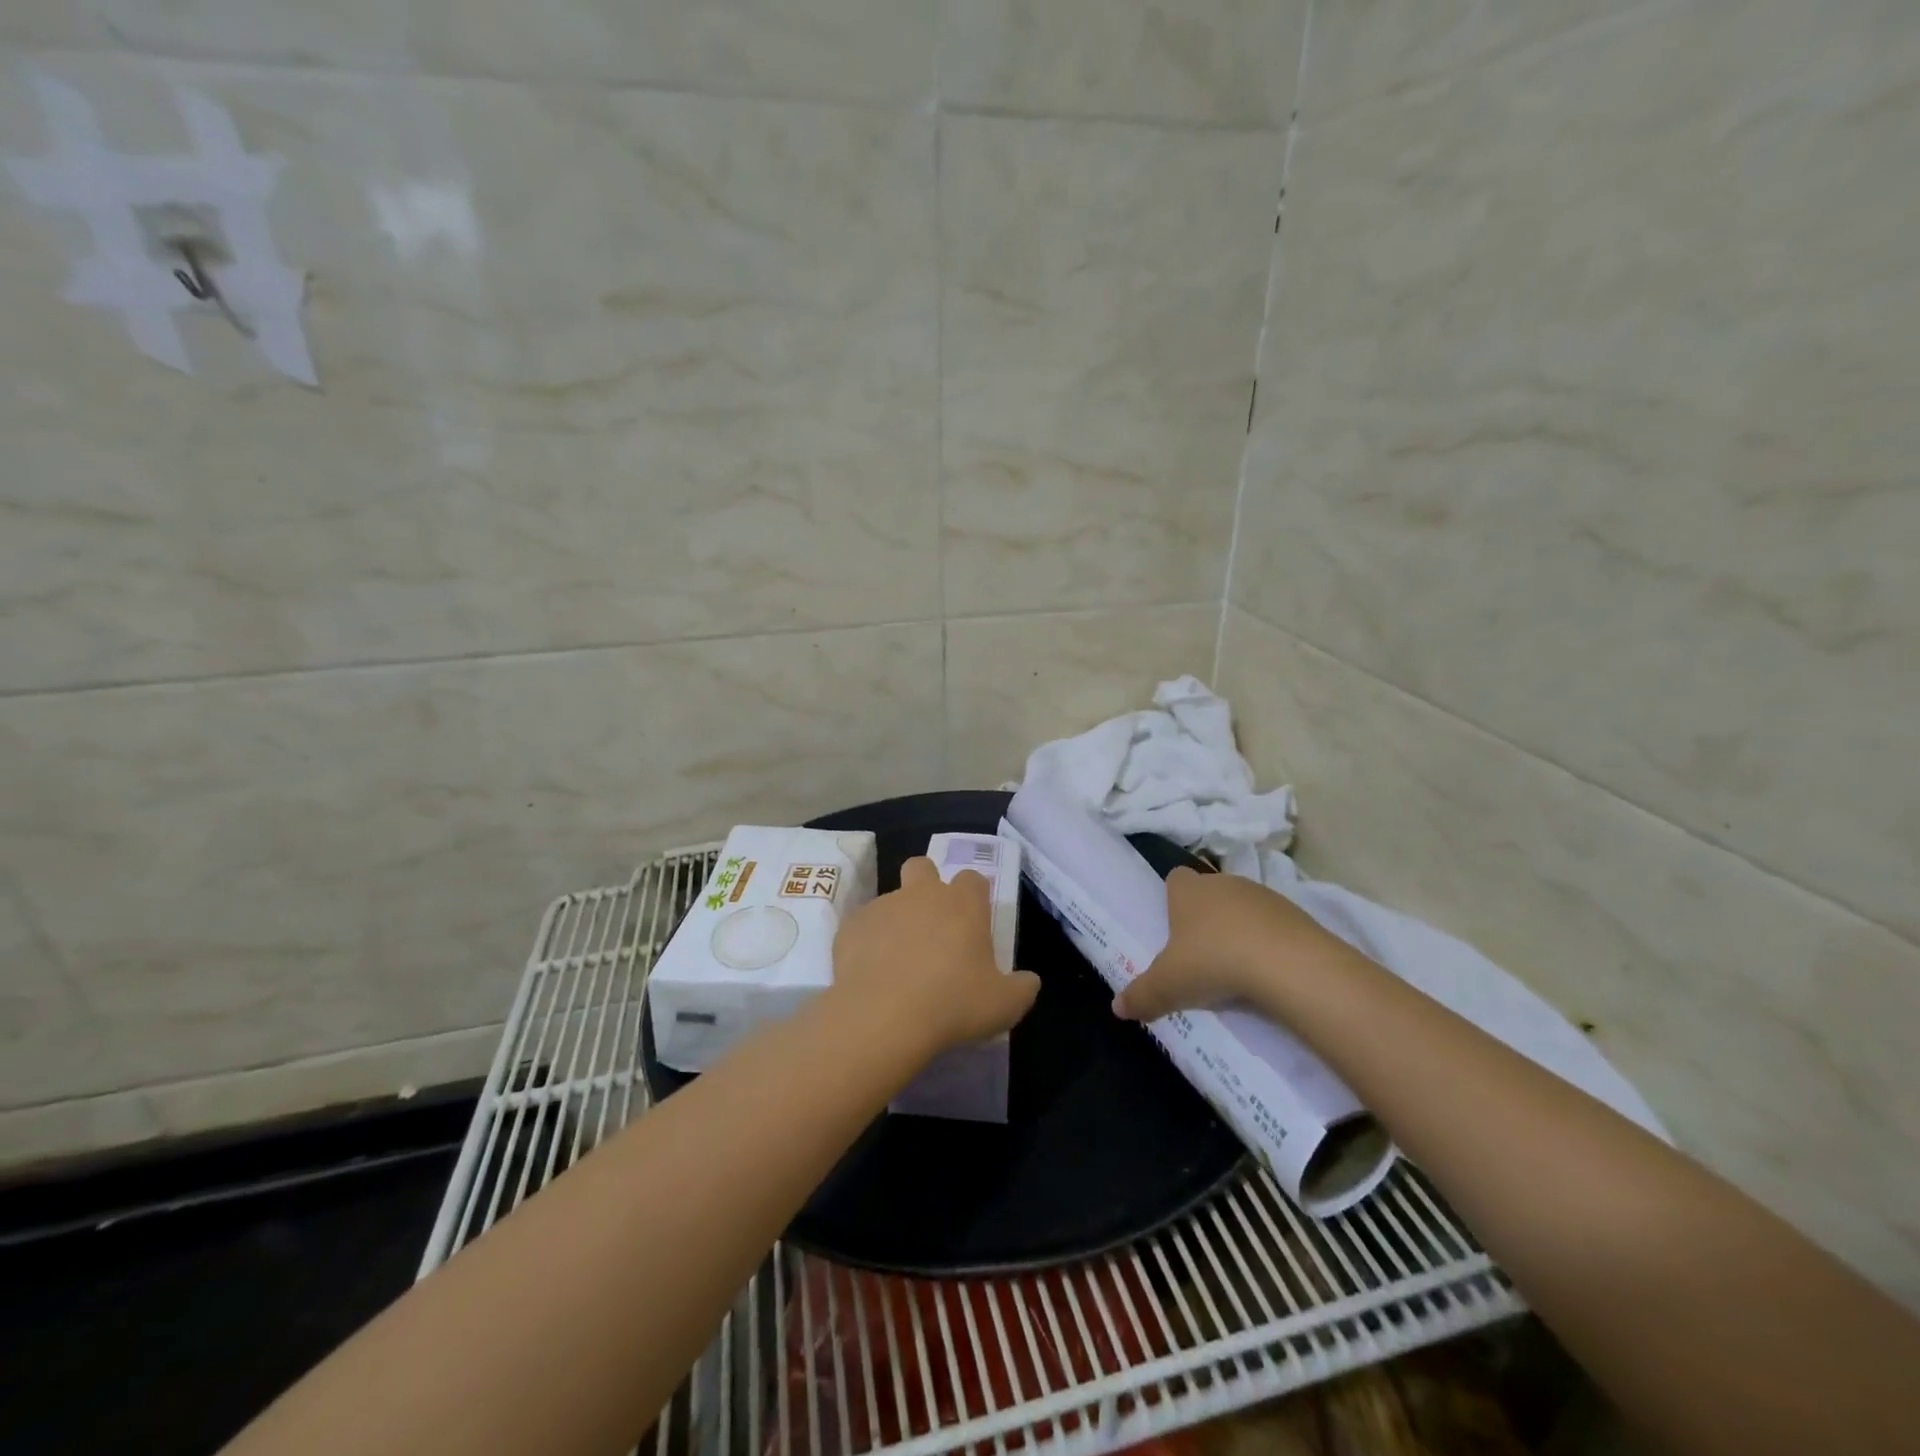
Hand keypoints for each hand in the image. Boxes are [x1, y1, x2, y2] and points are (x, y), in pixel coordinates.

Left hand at [830, 857, 1041, 1058]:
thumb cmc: (953, 1004)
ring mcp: (882, 906)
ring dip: (897, 919)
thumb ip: (1022, 988)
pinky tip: (871, 973)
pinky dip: (868, 943)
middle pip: (923, 867)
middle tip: (931, 925)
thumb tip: (1029, 981)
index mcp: (962, 903)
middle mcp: (922, 894)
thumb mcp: (1004, 1005)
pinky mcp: (851, 926)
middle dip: (926, 885)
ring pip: (891, 899)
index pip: (973, 879)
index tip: (974, 923)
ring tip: (898, 961)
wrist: (882, 1017)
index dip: (974, 896)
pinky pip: (862, 926)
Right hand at [1112, 866, 1352, 1022]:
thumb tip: (1117, 1008)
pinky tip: (1268, 970)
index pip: (1175, 878)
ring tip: (1237, 967)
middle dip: (1205, 917)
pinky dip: (1269, 942)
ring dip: (1239, 929)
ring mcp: (1262, 895)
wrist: (1289, 964)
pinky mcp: (1295, 913)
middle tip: (1201, 954)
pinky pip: (1273, 925)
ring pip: (1243, 907)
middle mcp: (1223, 883)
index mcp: (1188, 891)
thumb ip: (1142, 995)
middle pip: (1209, 892)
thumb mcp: (1169, 985)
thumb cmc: (1214, 961)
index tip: (1174, 926)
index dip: (1173, 898)